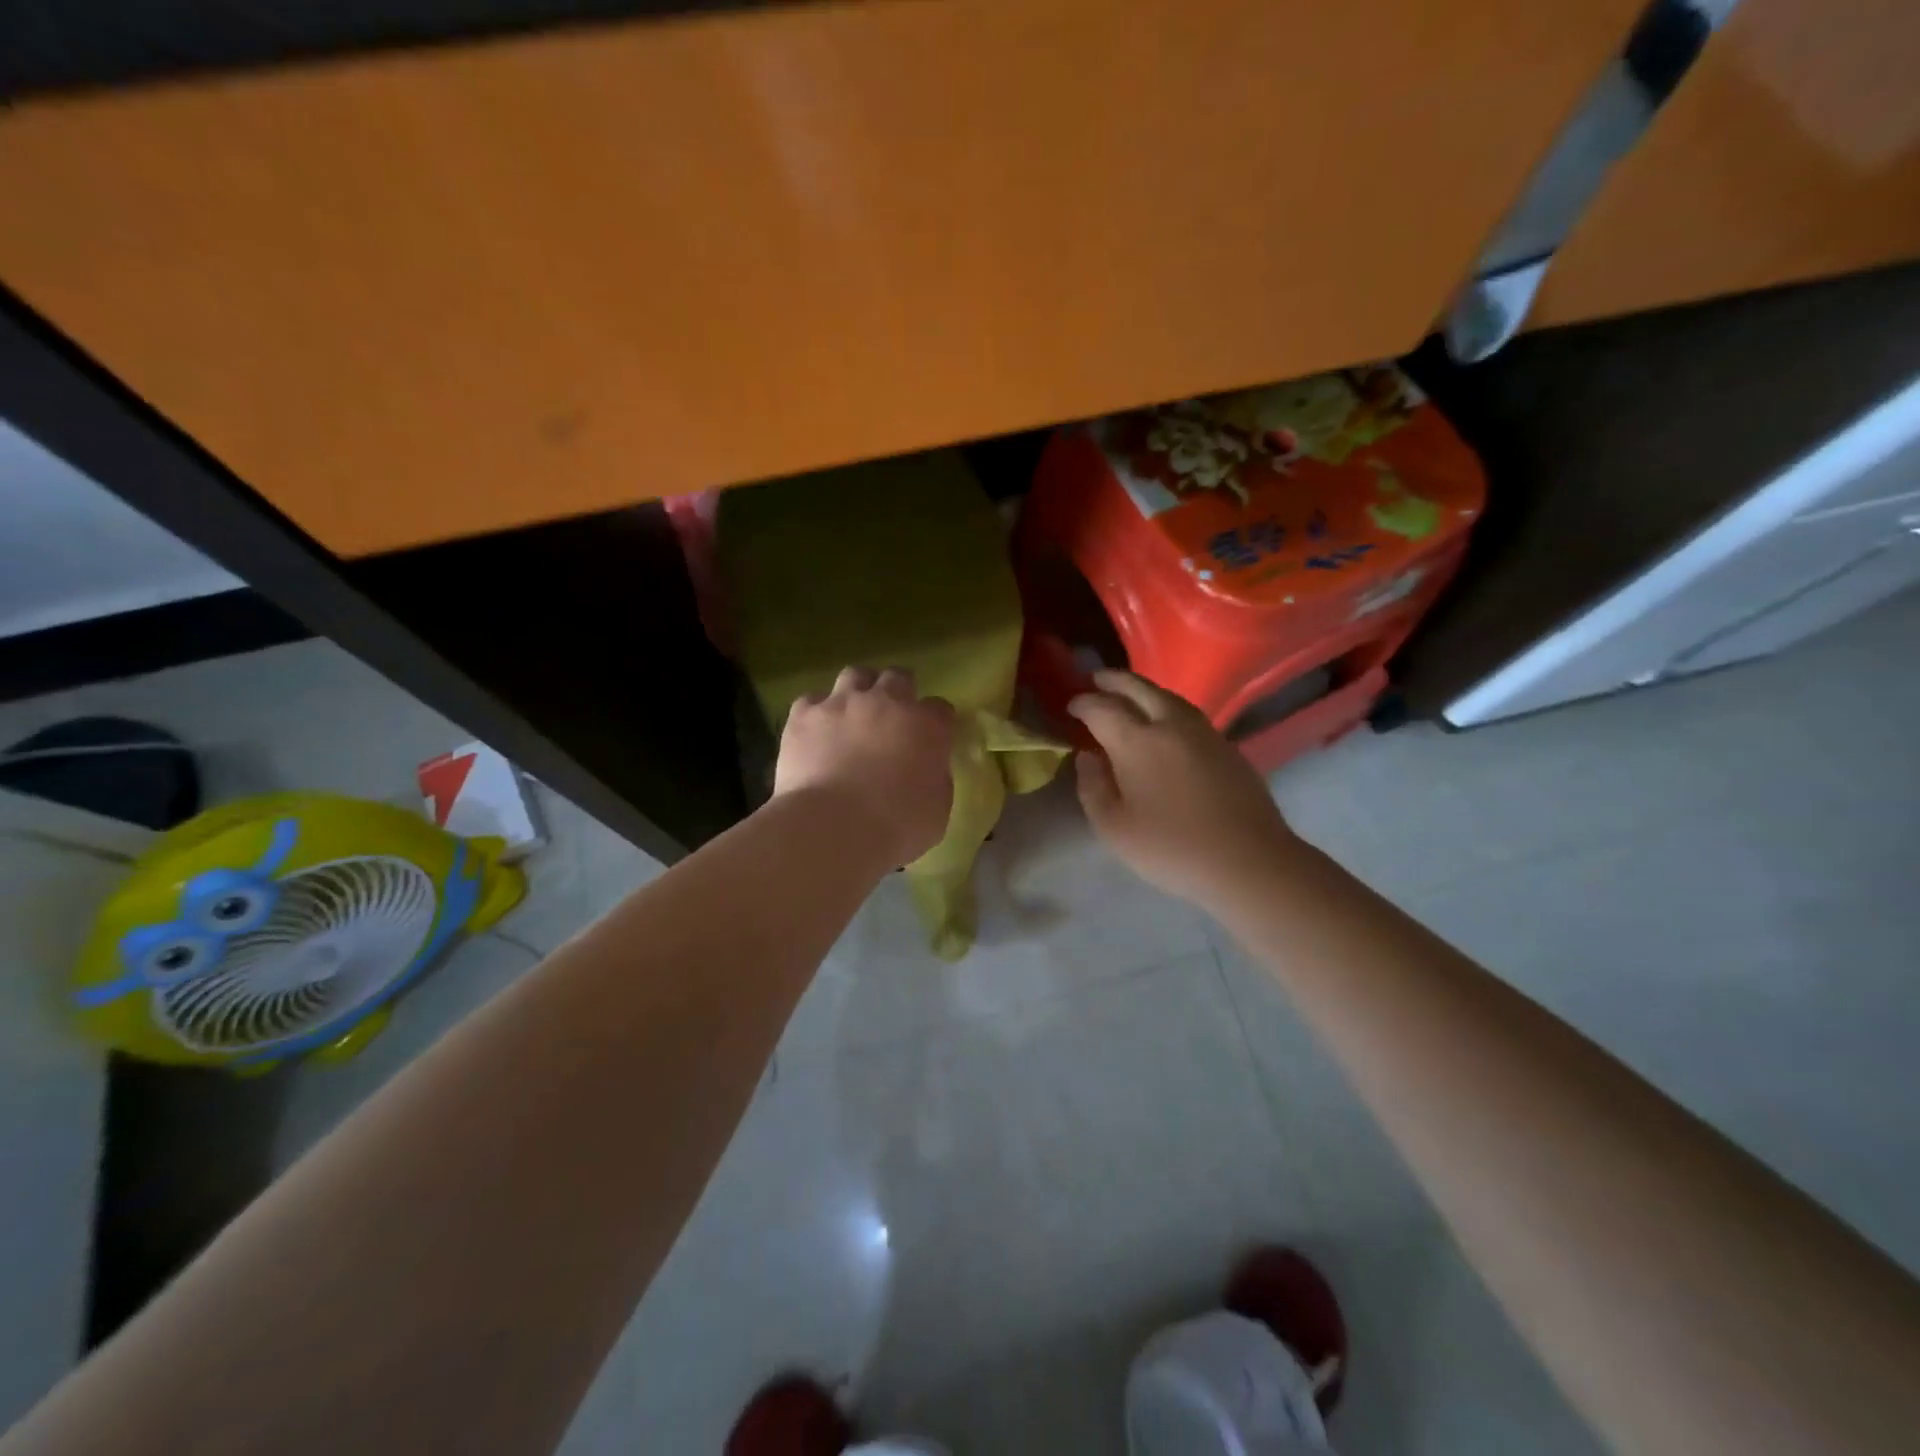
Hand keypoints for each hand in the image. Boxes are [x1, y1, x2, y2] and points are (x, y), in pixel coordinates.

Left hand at [775, 666, 957, 867]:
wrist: (832, 828)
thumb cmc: (896, 827)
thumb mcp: (937, 810)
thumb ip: (935, 779)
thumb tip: (926, 770)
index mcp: (927, 727)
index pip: (940, 709)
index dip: (936, 722)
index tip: (930, 739)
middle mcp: (887, 702)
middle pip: (898, 677)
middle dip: (899, 691)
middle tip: (892, 717)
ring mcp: (842, 703)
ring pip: (855, 675)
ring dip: (858, 690)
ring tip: (852, 713)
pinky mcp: (804, 715)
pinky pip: (812, 700)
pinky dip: (816, 712)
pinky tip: (815, 731)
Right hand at [1068, 669, 1294, 909]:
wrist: (1248, 860)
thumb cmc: (1170, 847)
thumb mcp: (1113, 827)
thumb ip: (1092, 786)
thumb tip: (1088, 756)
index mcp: (1136, 741)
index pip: (1101, 708)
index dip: (1082, 703)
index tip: (1071, 705)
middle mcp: (1169, 724)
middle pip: (1137, 687)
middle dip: (1112, 680)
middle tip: (1095, 680)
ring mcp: (1202, 731)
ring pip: (1166, 696)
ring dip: (1141, 689)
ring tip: (1127, 696)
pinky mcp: (1225, 744)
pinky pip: (1186, 712)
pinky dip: (1165, 706)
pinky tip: (1162, 722)